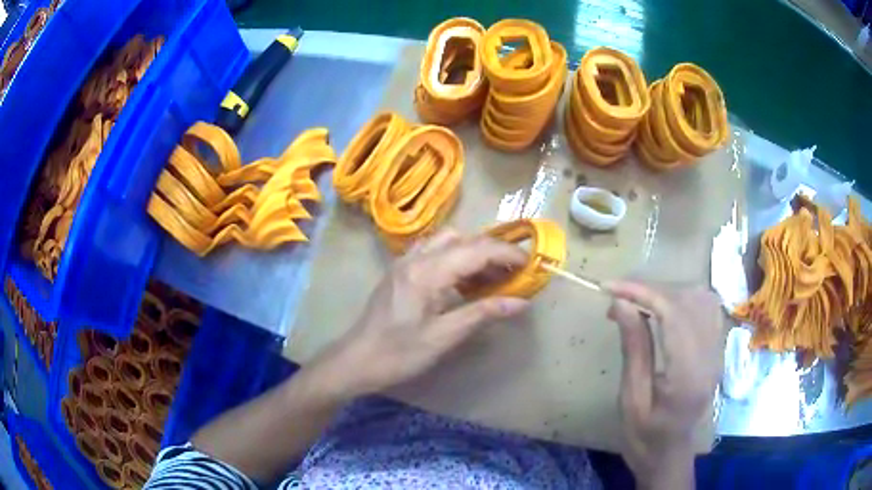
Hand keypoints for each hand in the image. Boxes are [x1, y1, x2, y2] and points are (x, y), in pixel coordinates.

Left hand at [316, 229, 529, 398]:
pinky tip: (463, 282)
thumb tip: (521, 302)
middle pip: (462, 238)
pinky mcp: (400, 271)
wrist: (357, 360)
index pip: (476, 249)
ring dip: (473, 253)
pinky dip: (455, 258)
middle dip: (492, 251)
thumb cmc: (399, 354)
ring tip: (491, 279)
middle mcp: (415, 258)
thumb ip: (483, 314)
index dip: (507, 255)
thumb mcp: (444, 337)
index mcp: (426, 272)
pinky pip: (434, 251)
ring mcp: (405, 262)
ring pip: (447, 241)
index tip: (530, 266)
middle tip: (512, 275)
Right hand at [606, 282, 723, 489]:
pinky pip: (707, 308)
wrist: (670, 455)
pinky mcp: (717, 349)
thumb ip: (633, 349)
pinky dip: (684, 299)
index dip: (642, 292)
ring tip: (640, 303)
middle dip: (651, 290)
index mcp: (688, 375)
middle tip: (618, 300)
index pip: (673, 314)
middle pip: (688, 300)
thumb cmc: (644, 437)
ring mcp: (718, 351)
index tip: (609, 288)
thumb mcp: (631, 399)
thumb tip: (622, 304)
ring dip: (668, 292)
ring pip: (701, 298)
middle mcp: (710, 356)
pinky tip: (665, 309)